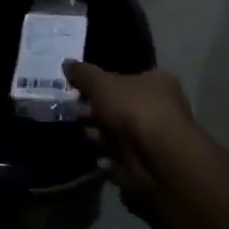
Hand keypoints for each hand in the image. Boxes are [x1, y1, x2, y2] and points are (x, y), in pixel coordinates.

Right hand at [64, 62, 203, 203]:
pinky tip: (98, 158)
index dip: (102, 84)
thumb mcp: (103, 84)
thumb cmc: (135, 111)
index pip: (126, 79)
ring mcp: (156, 140)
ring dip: (101, 136)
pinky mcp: (150, 166)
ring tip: (85, 135)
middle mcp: (161, 109)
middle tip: (76, 114)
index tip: (81, 91)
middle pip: (121, 107)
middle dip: (97, 112)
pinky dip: (109, 159)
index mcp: (157, 83)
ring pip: (121, 134)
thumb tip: (67, 63)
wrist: (160, 161)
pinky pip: (123, 159)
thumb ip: (84, 74)